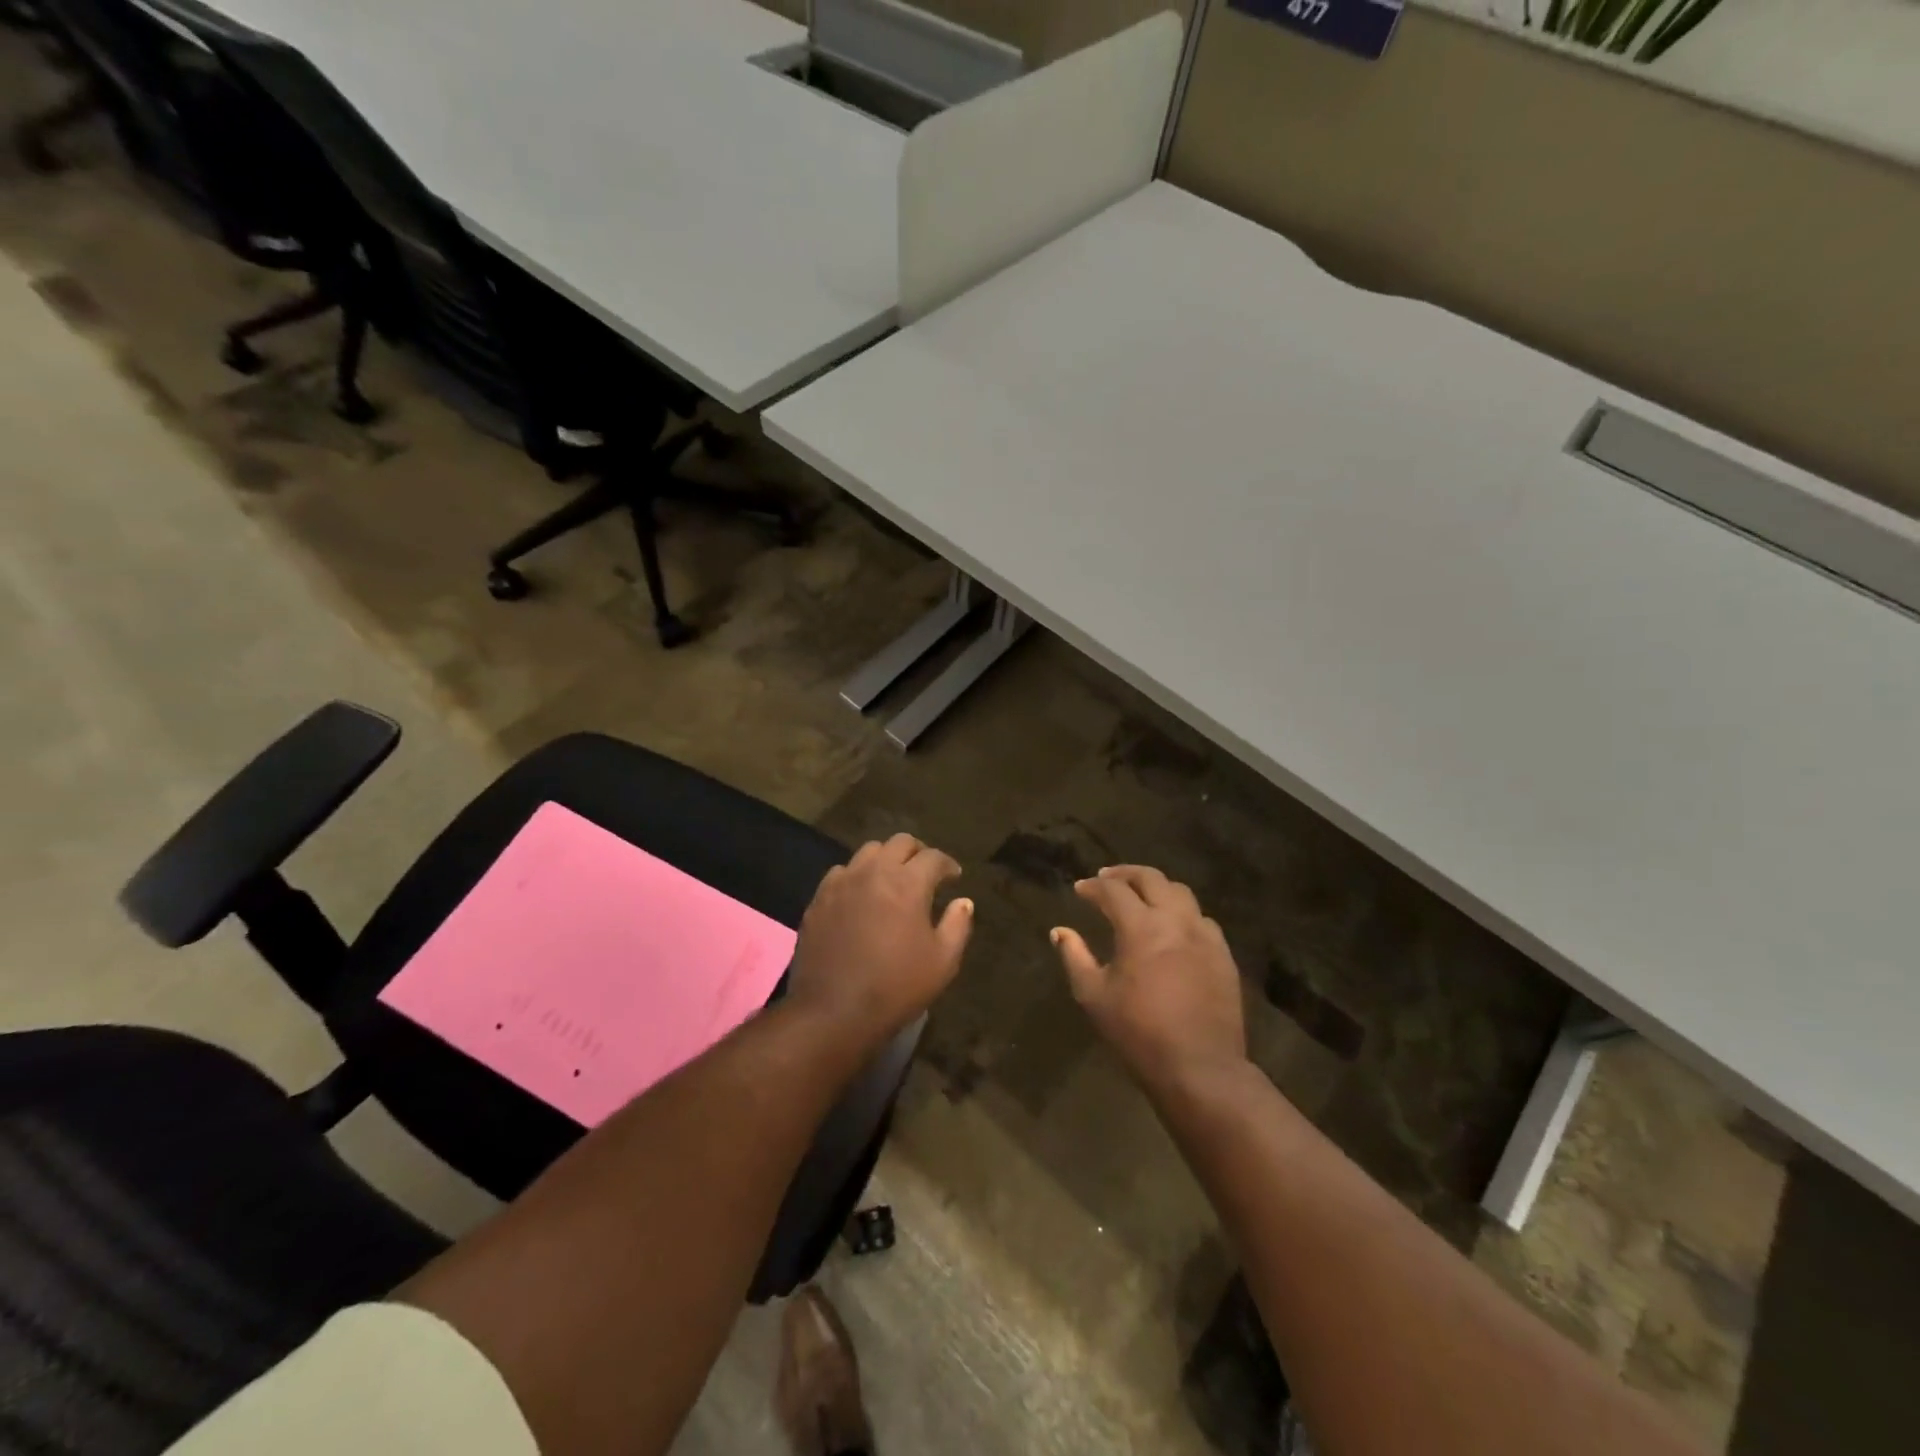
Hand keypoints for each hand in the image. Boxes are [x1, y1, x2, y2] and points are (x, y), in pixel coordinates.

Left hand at [787, 834, 973, 1039]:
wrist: (833, 1011)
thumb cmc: (896, 987)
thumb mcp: (942, 962)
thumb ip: (957, 926)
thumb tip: (964, 902)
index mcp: (907, 883)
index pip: (933, 857)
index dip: (948, 864)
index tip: (954, 877)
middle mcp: (874, 872)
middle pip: (899, 843)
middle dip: (918, 852)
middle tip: (925, 872)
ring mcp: (842, 883)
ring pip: (868, 852)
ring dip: (886, 860)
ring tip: (892, 880)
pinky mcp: (819, 899)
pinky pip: (841, 872)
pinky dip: (857, 876)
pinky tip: (861, 896)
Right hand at [1051, 866, 1246, 1095]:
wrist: (1201, 1068)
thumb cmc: (1139, 1033)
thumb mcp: (1094, 996)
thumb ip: (1075, 957)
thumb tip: (1060, 931)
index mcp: (1141, 927)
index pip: (1114, 891)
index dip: (1093, 887)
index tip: (1080, 890)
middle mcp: (1176, 921)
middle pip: (1152, 878)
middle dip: (1125, 874)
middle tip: (1107, 879)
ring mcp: (1205, 936)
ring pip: (1181, 893)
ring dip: (1156, 888)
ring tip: (1140, 897)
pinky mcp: (1223, 955)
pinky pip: (1202, 919)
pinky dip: (1182, 912)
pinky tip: (1173, 927)